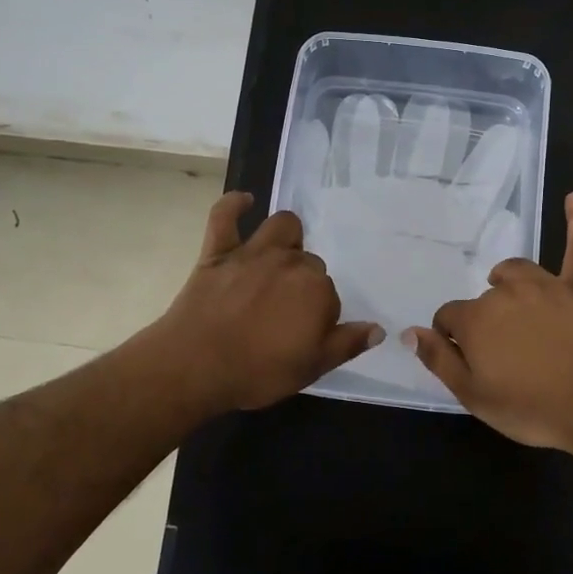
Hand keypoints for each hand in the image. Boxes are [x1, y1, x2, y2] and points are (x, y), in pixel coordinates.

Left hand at [149, 192, 381, 412]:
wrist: (194, 367)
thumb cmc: (257, 372)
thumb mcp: (311, 368)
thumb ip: (346, 344)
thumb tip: (378, 329)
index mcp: (316, 290)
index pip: (330, 297)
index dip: (319, 316)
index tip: (303, 335)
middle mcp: (290, 263)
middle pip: (308, 263)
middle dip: (304, 283)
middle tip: (286, 312)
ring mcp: (253, 253)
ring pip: (282, 227)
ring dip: (287, 237)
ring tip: (281, 255)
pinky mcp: (218, 252)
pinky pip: (225, 216)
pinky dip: (235, 205)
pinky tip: (245, 201)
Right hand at [403, 192, 572, 460]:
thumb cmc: (533, 408)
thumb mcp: (474, 396)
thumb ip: (439, 360)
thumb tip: (408, 332)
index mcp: (476, 319)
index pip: (448, 317)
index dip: (450, 337)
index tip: (463, 357)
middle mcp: (506, 292)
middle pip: (484, 298)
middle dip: (484, 320)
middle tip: (500, 352)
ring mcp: (546, 286)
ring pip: (518, 271)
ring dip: (509, 280)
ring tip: (509, 292)